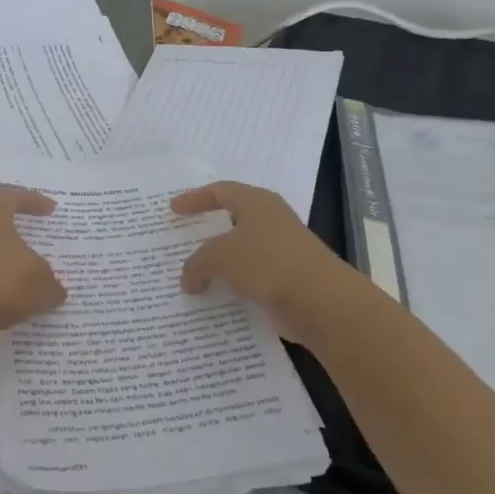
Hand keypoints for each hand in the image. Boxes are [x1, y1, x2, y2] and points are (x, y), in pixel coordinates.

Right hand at [171, 181, 352, 343]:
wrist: (321, 302)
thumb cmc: (267, 263)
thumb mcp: (219, 257)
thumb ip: (196, 264)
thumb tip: (189, 280)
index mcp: (257, 203)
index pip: (221, 191)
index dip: (195, 198)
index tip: (173, 209)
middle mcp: (271, 221)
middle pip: (232, 220)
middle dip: (207, 231)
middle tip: (183, 238)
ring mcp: (282, 251)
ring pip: (241, 252)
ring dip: (219, 263)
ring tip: (193, 274)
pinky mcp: (287, 279)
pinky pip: (250, 278)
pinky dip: (232, 285)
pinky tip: (215, 297)